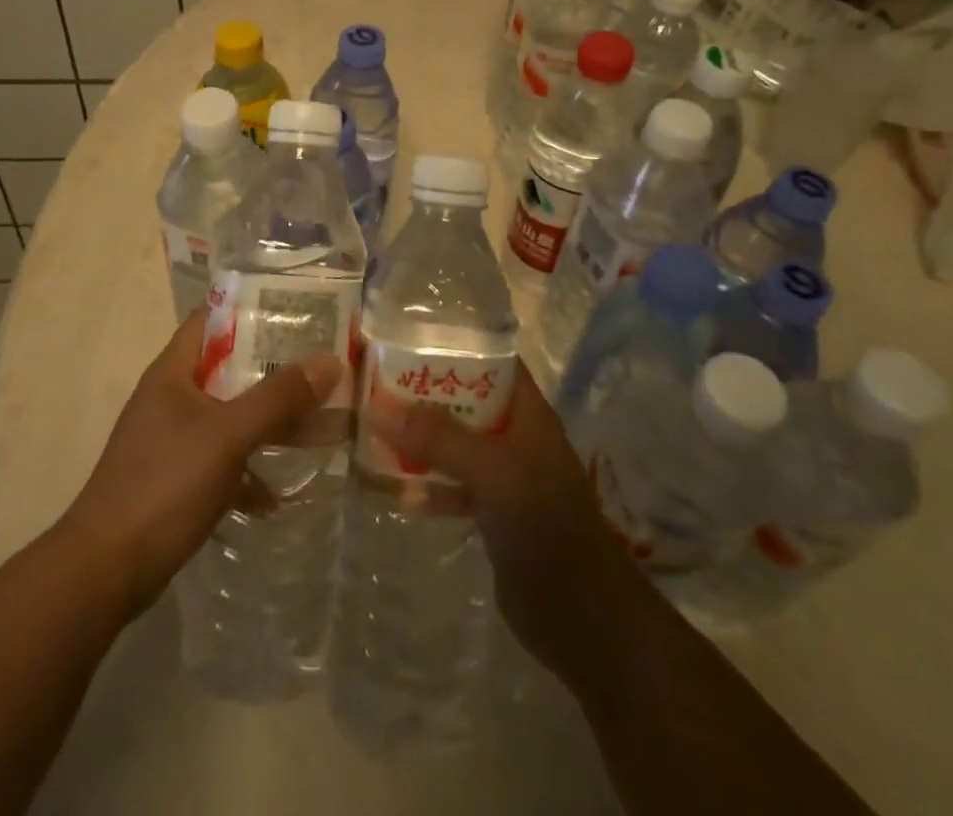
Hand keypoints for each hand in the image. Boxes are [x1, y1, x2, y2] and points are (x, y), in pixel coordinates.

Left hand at [60, 308, 341, 621]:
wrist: (105, 571)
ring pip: (229, 415)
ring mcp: (172, 439)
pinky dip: (250, 468)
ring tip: (316, 421)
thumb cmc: (164, 484)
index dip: (253, 307)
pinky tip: (280, 492)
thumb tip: (330, 360)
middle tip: (320, 363)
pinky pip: (223, 459)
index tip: (298, 308)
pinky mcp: (177, 479)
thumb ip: (278, 397)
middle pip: (228, 367)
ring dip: (267, 419)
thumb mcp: (227, 434)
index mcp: (173, 371)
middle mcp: (171, 397)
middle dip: (272, 367)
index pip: (213, 318)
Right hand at [370, 360, 647, 692]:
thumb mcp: (491, 470)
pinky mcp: (492, 513)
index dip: (453, 343)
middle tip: (373, 381)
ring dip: (419, 437)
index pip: (490, 358)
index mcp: (526, 411)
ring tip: (371, 426)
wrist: (581, 616)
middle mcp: (515, 435)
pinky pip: (451, 485)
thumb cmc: (543, 524)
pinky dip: (424, 483)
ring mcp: (504, 475)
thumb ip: (438, 437)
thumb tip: (378, 407)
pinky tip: (387, 484)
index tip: (404, 336)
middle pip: (465, 400)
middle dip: (424, 392)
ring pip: (454, 443)